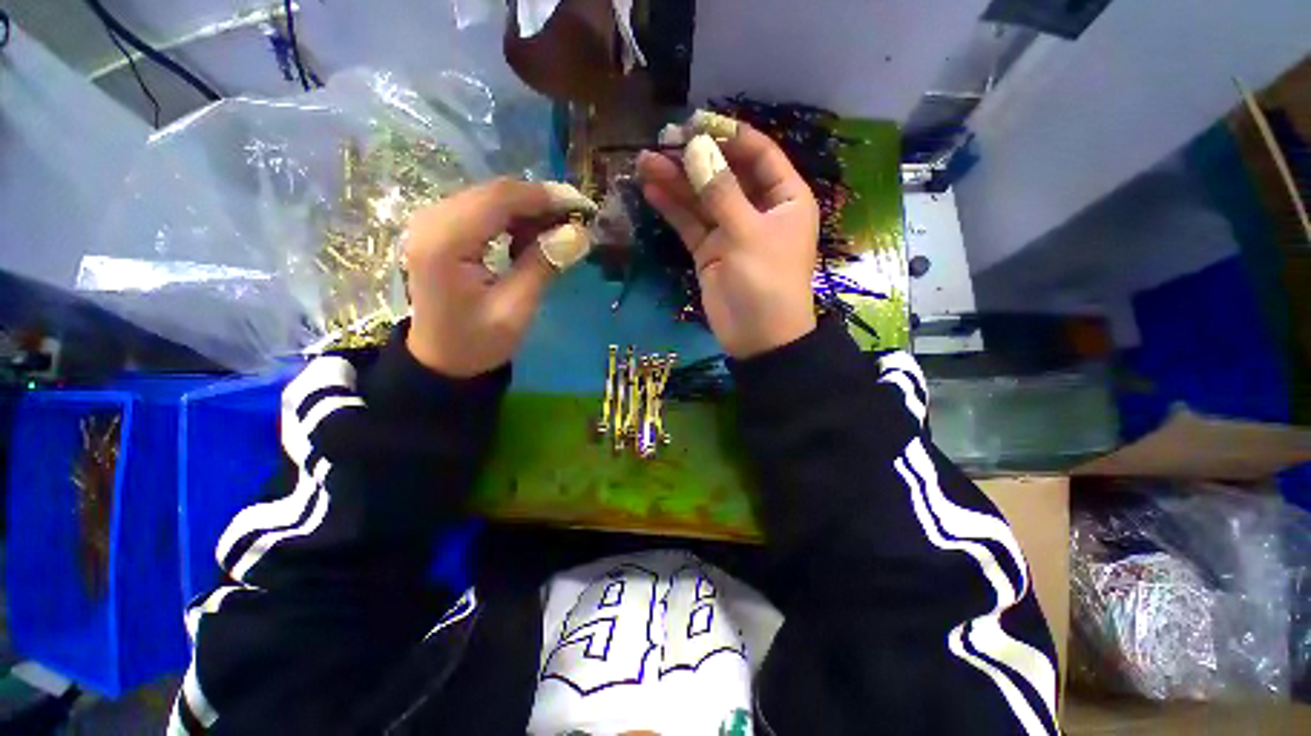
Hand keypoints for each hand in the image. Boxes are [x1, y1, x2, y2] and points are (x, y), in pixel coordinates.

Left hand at [402, 178, 595, 376]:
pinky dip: (512, 219)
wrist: (441, 359)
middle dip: (539, 202)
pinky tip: (529, 239)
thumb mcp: (516, 310)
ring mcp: (431, 222)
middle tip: (576, 221)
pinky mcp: (439, 229)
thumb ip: (543, 266)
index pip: (498, 199)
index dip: (543, 197)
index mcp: (444, 242)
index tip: (582, 206)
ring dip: (528, 211)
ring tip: (558, 233)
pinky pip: (481, 210)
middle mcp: (430, 220)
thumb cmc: (477, 342)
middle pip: (493, 193)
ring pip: (489, 198)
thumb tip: (579, 233)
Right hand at [636, 116, 818, 358]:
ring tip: (645, 162)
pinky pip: (691, 224)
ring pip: (702, 199)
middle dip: (694, 158)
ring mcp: (731, 231)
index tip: (695, 124)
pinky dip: (673, 209)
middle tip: (660, 142)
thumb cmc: (766, 283)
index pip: (758, 154)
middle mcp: (758, 210)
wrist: (757, 339)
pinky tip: (651, 189)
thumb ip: (721, 192)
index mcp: (784, 198)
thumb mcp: (747, 234)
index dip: (729, 136)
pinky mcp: (710, 252)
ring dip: (676, 181)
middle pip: (725, 174)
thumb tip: (696, 148)